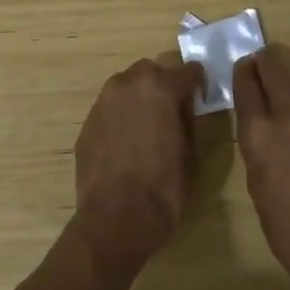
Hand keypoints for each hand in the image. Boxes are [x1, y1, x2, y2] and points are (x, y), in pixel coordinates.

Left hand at [71, 55, 203, 273]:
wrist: (116, 219)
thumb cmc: (163, 187)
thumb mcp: (191, 152)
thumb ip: (188, 119)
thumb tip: (184, 108)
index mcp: (159, 86)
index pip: (188, 70)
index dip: (198, 83)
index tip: (202, 96)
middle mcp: (127, 84)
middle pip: (152, 71)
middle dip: (165, 84)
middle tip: (174, 109)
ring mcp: (102, 102)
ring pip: (127, 87)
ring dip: (140, 98)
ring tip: (149, 125)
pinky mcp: (87, 123)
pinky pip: (110, 110)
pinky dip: (121, 117)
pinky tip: (127, 143)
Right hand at [233, 49, 289, 289]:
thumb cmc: (289, 231)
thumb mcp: (258, 188)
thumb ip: (259, 151)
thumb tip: (263, 134)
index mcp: (258, 134)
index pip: (246, 86)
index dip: (243, 72)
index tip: (243, 66)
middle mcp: (289, 116)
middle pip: (274, 70)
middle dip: (265, 61)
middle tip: (263, 60)